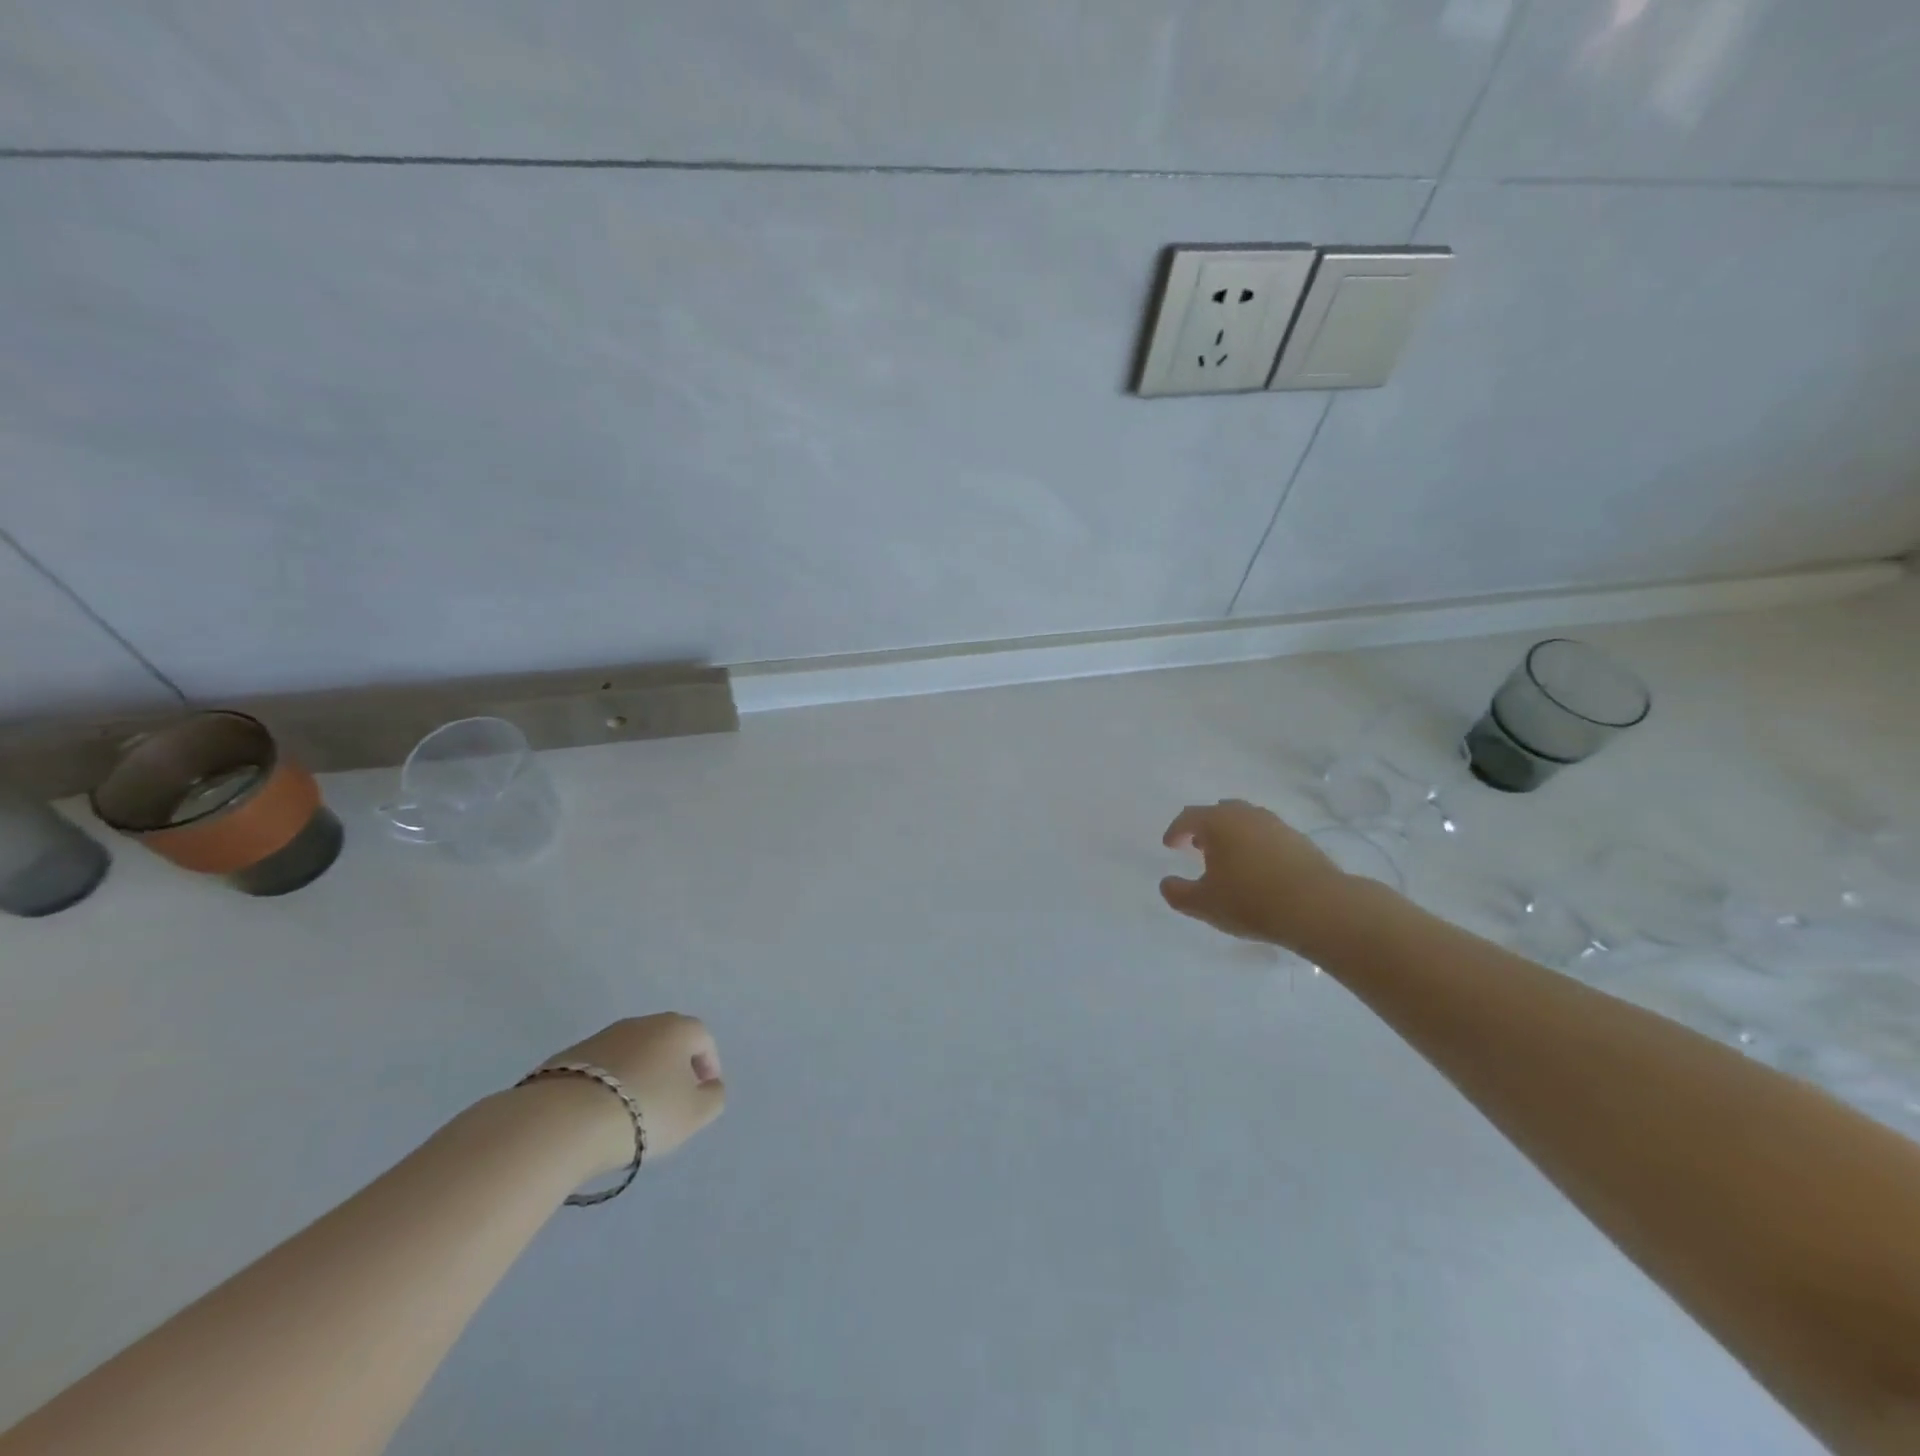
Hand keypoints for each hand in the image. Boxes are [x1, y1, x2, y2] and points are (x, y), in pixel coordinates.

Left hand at [532, 1014, 726, 1173]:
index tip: (702, 1095)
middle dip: (672, 1068)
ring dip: (638, 1075)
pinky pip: (600, 1069)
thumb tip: (709, 1086)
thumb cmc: (644, 1111)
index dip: (708, 1067)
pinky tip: (600, 1113)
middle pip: (667, 1042)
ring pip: (632, 1053)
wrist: (563, 1120)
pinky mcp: (568, 1056)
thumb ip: (713, 1097)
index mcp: (677, 1028)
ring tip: (631, 1112)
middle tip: (670, 1102)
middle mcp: (642, 1023)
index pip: (704, 1040)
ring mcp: (602, 1036)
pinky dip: (607, 1085)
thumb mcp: (694, 1113)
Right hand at [1160, 799, 1347, 948]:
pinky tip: (1258, 870)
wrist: (1319, 907)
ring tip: (1228, 859)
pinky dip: (1255, 846)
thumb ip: (1178, 893)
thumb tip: (1166, 883)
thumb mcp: (1204, 904)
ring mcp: (1276, 825)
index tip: (1170, 846)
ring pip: (1246, 822)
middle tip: (1197, 847)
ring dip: (1232, 836)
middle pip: (1219, 813)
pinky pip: (1267, 836)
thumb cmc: (1251, 901)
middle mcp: (1246, 815)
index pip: (1188, 817)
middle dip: (1205, 828)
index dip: (1175, 831)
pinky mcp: (1300, 840)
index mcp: (1218, 822)